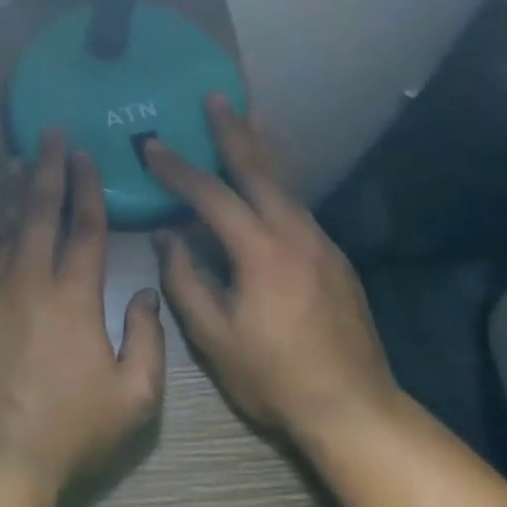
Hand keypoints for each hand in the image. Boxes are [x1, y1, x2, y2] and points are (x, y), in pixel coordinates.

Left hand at [0, 132, 166, 503]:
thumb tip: (144, 294)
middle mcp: (28, 281)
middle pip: (40, 212)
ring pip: (4, 225)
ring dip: (14, 189)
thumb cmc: (69, 435)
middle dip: (49, 170)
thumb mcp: (134, 399)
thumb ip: (148, 340)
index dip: (87, 188)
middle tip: (51, 136)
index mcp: (74, 298)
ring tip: (20, 159)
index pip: (84, 228)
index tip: (85, 157)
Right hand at [144, 96, 398, 439]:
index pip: (211, 195)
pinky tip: (267, 184)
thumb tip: (166, 237)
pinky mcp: (335, 258)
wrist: (355, 410)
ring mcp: (321, 243)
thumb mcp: (214, 337)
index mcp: (261, 250)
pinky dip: (277, 182)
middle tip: (216, 97)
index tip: (151, 146)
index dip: (178, 169)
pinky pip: (297, 205)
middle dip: (233, 131)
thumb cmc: (275, 377)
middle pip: (259, 169)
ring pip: (284, 183)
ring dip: (261, 149)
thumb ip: (185, 280)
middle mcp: (295, 233)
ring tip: (248, 119)